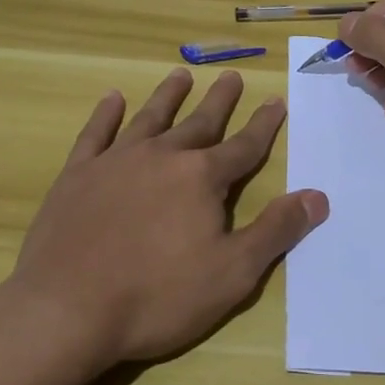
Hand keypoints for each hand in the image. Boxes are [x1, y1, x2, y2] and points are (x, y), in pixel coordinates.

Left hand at [5, 68, 327, 367]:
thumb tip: (318, 197)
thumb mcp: (233, 273)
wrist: (66, 310)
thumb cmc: (157, 296)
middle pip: (199, 122)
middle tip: (232, 76)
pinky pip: (95, 134)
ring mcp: (115, 162)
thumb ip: (276, 231)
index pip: (244, 146)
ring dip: (168, 96)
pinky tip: (112, 98)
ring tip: (181, 74)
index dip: (264, 125)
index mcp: (202, 179)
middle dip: (220, 100)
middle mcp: (162, 157)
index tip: (276, 101)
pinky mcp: (77, 175)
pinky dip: (106, 114)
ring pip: (150, 118)